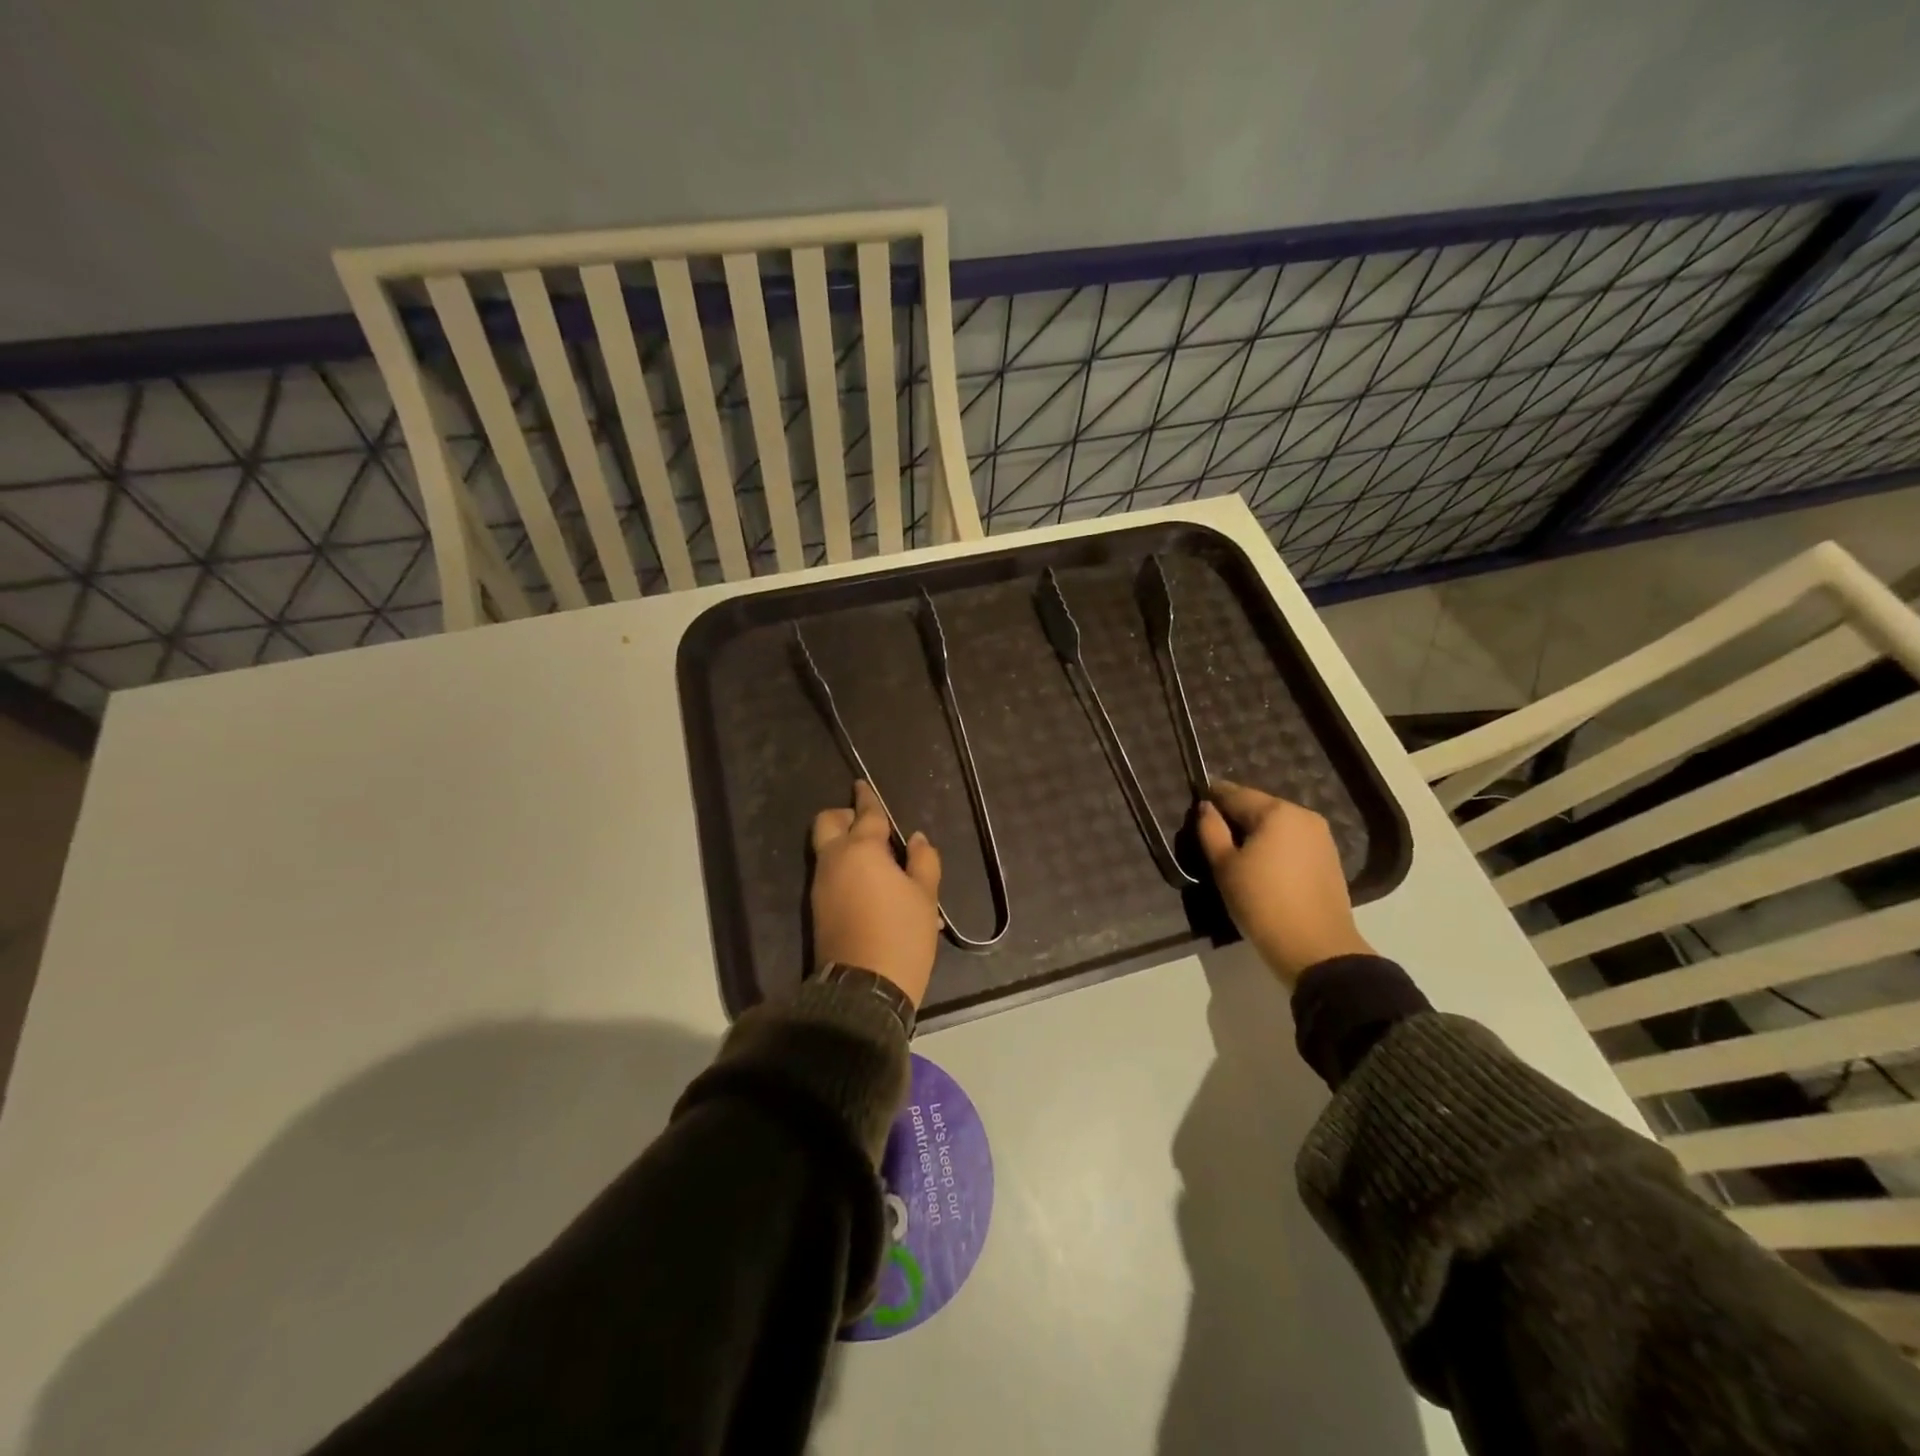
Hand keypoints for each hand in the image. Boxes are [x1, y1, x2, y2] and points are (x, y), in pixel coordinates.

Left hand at [809, 781, 942, 1008]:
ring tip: (881, 862)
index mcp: (861, 850)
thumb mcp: (925, 897)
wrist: (864, 988)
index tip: (862, 785)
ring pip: (827, 850)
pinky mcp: (817, 908)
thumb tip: (916, 839)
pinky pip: (830, 874)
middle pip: (827, 823)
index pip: (865, 814)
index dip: (867, 798)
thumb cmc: (901, 935)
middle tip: (871, 827)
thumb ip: (923, 861)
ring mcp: (821, 885)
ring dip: (847, 845)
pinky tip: (873, 886)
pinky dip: (846, 868)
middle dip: (844, 816)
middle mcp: (834, 861)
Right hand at [1195, 779, 1372, 985]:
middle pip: (1260, 807)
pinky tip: (1263, 864)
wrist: (1316, 948)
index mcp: (1277, 812)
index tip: (1197, 802)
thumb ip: (1211, 830)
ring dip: (1257, 831)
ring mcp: (1321, 837)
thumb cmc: (1262, 902)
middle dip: (1237, 815)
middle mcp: (1303, 816)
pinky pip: (1293, 841)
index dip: (1214, 796)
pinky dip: (1275, 846)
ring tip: (1237, 850)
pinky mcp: (1329, 859)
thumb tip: (1206, 807)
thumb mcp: (1225, 866)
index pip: (1236, 794)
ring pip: (1278, 825)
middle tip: (1213, 831)